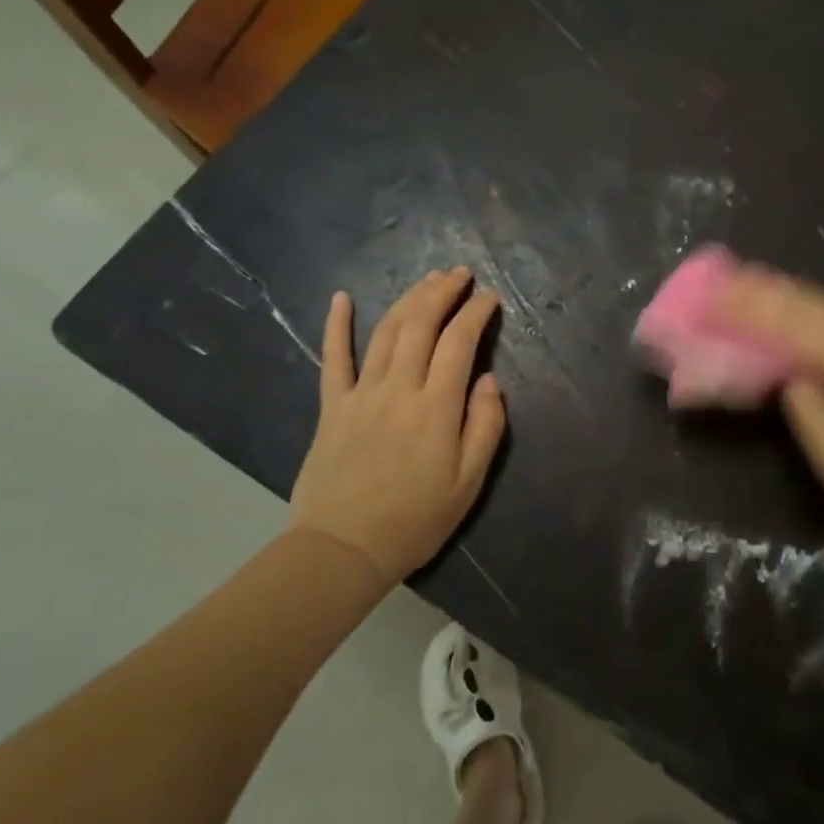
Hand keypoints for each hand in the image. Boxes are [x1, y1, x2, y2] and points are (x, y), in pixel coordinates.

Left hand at [290, 267, 505, 582]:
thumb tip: (489, 380)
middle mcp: (399, 388)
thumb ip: (485, 426)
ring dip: (409, 299)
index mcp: (436, 406)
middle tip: (460, 274)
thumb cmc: (414, 520)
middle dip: (443, 292)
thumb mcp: (468, 483)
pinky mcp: (333, 406)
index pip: (460, 342)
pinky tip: (341, 298)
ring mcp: (362, 393)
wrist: (343, 549)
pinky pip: (333, 358)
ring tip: (427, 278)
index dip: (476, 313)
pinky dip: (336, 325)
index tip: (490, 298)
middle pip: (421, 324)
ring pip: (387, 331)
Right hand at [716, 268, 823, 559]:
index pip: (797, 320)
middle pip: (813, 303)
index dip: (752, 306)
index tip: (713, 298)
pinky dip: (802, 312)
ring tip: (745, 285)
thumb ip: (806, 407)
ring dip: (784, 294)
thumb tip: (788, 375)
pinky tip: (787, 314)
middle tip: (722, 281)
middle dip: (765, 289)